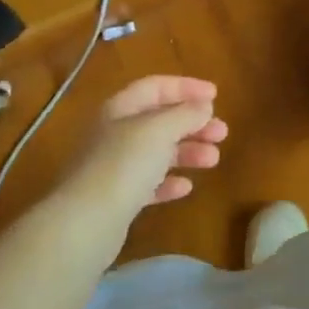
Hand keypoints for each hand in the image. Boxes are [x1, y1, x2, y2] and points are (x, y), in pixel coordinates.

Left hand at [60, 76, 227, 220]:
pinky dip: (169, 182)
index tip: (216, 95)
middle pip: (159, 120)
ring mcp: (114, 167)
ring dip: (188, 152)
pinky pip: (149, 183)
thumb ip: (185, 114)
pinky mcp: (118, 198)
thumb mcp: (159, 130)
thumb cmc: (124, 165)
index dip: (186, 87)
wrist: (86, 222)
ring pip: (158, 152)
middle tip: (222, 132)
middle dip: (193, 124)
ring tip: (213, 160)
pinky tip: (186, 187)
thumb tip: (203, 106)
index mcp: (120, 109)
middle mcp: (115, 134)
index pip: (155, 87)